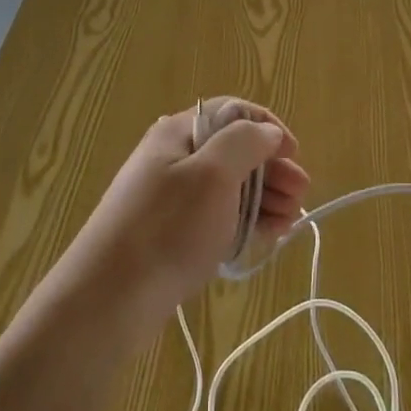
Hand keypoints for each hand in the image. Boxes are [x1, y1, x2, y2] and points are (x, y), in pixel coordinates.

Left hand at [56, 98, 309, 338]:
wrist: (110, 298)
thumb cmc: (167, 228)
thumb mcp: (212, 174)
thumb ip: (244, 142)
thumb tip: (267, 131)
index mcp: (180, 132)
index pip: (233, 112)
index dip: (267, 128)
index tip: (294, 156)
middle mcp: (175, 156)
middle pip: (234, 150)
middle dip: (272, 169)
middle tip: (300, 196)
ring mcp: (172, 197)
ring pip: (229, 187)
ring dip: (264, 198)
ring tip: (289, 222)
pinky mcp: (173, 232)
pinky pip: (217, 216)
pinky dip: (245, 222)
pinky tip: (267, 236)